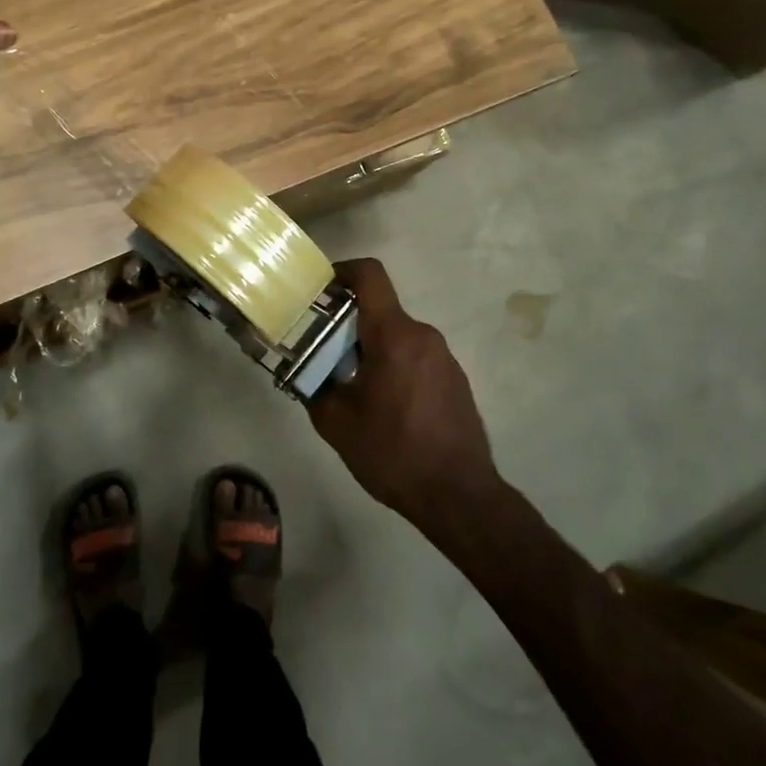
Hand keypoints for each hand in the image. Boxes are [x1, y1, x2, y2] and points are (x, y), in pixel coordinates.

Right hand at [311, 257, 502, 532]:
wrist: (459, 495)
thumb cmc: (393, 452)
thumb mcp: (336, 423)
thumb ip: (315, 386)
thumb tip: (307, 371)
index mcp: (394, 335)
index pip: (370, 275)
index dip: (342, 271)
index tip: (320, 290)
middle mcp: (423, 335)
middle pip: (379, 310)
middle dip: (348, 324)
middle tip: (322, 353)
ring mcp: (444, 357)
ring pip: (396, 336)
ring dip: (371, 349)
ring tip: (350, 386)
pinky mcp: (455, 378)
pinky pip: (415, 357)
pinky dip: (393, 366)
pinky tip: (383, 406)